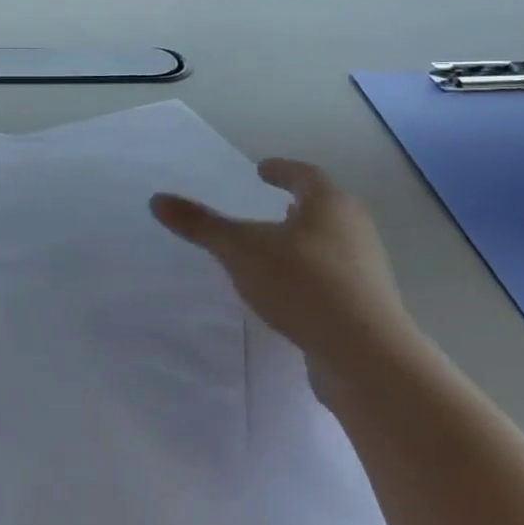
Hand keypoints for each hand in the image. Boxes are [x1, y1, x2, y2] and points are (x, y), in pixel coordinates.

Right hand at [150, 158, 409, 361]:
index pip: (304, 174)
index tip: (261, 170)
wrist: (364, 355)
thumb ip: (201, 224)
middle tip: (272, 204)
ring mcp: (366, 268)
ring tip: (277, 248)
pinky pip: (334, 277)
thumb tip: (156, 199)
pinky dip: (311, 273)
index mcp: (329, 203)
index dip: (281, 170)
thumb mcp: (240, 250)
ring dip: (305, 240)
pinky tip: (291, 291)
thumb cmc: (302, 284)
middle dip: (298, 203)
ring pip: (331, 242)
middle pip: (324, 206)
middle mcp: (354, 228)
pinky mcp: (367, 304)